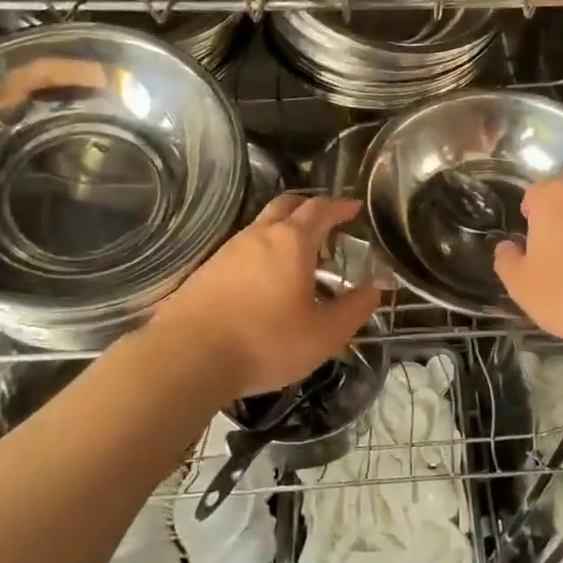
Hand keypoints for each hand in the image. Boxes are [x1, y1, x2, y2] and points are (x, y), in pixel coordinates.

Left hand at [150, 195, 382, 399]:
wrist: (188, 357)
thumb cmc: (265, 343)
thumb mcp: (323, 335)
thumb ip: (354, 309)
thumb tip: (375, 288)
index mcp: (291, 242)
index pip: (321, 209)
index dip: (341, 206)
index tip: (355, 208)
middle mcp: (258, 235)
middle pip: (286, 205)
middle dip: (309, 208)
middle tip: (326, 225)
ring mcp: (228, 250)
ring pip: (261, 226)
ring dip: (283, 231)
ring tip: (298, 258)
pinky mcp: (206, 270)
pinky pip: (242, 249)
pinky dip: (261, 252)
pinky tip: (264, 282)